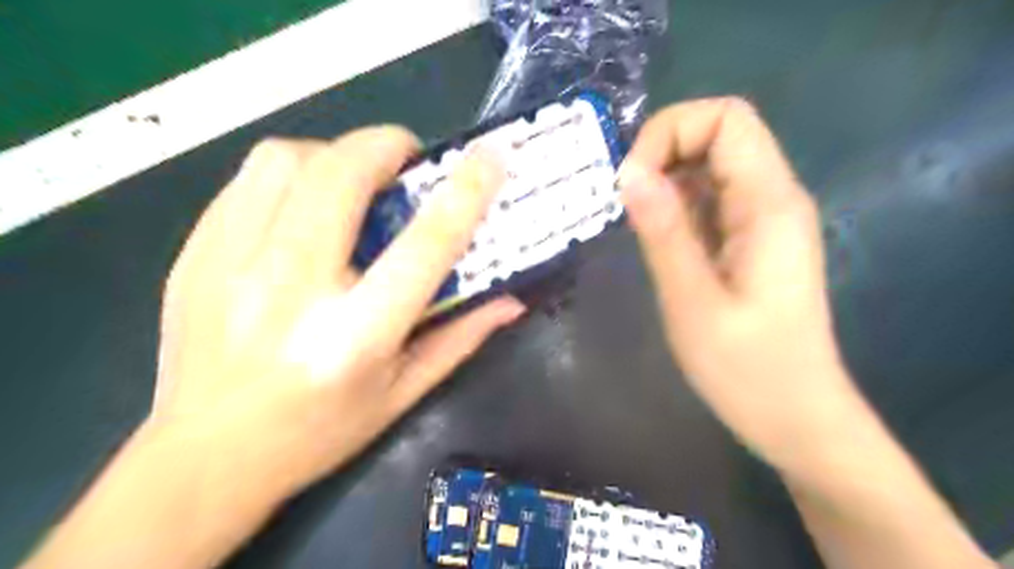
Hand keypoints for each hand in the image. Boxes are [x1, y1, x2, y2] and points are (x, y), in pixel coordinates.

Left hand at [19, 128, 521, 568]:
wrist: (205, 458)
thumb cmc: (319, 432)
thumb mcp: (403, 393)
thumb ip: (461, 338)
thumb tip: (511, 300)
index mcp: (355, 336)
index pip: (424, 245)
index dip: (464, 193)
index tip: (489, 157)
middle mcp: (291, 291)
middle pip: (341, 176)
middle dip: (385, 146)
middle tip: (406, 161)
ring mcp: (230, 267)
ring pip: (285, 161)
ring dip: (334, 156)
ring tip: (353, 182)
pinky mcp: (195, 255)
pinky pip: (249, 181)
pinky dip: (292, 175)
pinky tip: (305, 207)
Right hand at [618, 98, 852, 462]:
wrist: (795, 417)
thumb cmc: (747, 370)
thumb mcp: (693, 302)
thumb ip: (663, 233)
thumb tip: (628, 173)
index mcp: (769, 205)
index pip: (726, 118)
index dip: (671, 131)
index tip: (630, 180)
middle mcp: (772, 198)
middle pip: (719, 133)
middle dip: (662, 150)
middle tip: (623, 199)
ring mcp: (762, 219)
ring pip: (710, 165)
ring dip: (664, 177)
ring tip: (631, 218)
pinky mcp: (748, 240)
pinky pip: (708, 199)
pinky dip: (674, 202)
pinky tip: (653, 234)